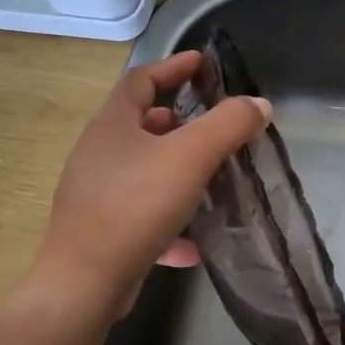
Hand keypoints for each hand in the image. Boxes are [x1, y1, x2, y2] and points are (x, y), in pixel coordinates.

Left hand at [32, 51, 269, 309]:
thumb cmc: (136, 206)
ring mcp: (95, 193)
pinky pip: (140, 215)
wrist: (86, 282)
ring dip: (175, 171)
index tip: (201, 63)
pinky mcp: (100, 230)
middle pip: (140, 125)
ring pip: (142, 171)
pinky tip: (191, 245)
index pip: (141, 80)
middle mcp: (98, 153)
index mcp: (112, 125)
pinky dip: (168, 221)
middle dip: (177, 122)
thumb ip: (228, 125)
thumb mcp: (190, 157)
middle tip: (211, 126)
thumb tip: (259, 105)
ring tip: (209, 180)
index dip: (173, 67)